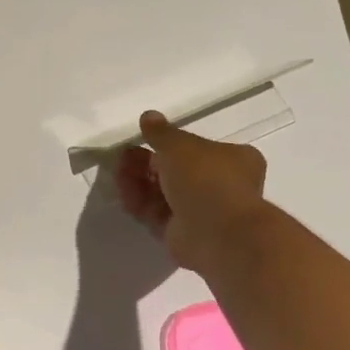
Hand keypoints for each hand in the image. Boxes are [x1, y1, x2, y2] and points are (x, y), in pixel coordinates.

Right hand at [114, 110, 268, 272]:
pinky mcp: (181, 233)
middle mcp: (219, 185)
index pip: (196, 148)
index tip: (141, 140)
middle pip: (175, 171)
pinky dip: (139, 203)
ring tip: (116, 172)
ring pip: (163, 193)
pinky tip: (122, 193)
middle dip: (146, 163)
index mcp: (233, 159)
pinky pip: (156, 214)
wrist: (216, 232)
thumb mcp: (179, 146)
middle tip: (121, 157)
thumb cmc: (206, 178)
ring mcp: (200, 211)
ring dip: (139, 182)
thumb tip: (148, 116)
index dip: (167, 144)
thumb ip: (161, 132)